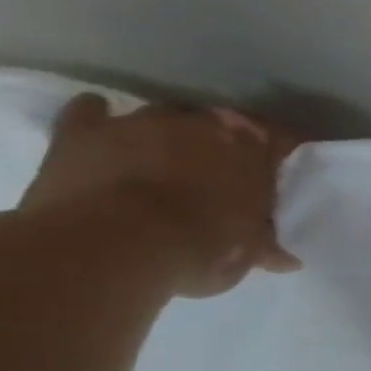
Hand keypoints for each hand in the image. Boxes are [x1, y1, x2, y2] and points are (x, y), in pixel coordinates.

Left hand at [18, 94, 301, 297]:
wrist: (112, 245)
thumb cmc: (200, 247)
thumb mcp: (246, 253)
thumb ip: (264, 246)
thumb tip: (286, 260)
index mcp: (252, 151)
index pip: (281, 139)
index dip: (281, 151)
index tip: (281, 166)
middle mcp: (201, 125)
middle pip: (220, 121)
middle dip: (223, 140)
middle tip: (223, 165)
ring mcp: (140, 123)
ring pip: (163, 114)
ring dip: (168, 131)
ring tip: (168, 154)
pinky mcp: (83, 131)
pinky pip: (89, 110)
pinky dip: (97, 115)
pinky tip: (104, 126)